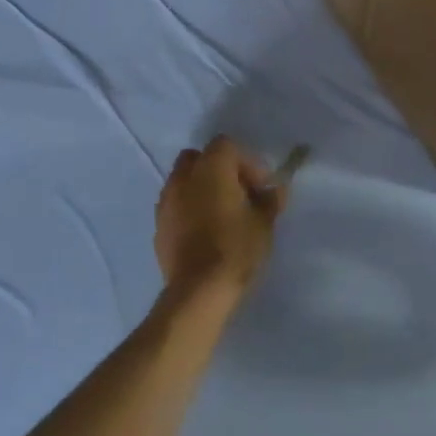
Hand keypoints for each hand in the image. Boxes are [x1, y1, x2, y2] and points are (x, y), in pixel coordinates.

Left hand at [155, 136, 287, 306]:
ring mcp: (166, 201)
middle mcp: (183, 177)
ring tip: (221, 214)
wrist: (198, 290)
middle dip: (219, 169)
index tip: (260, 186)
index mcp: (211, 168)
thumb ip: (271, 200)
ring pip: (183, 181)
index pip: (227, 145)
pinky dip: (189, 209)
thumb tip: (277, 189)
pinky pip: (175, 205)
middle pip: (199, 157)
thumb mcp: (264, 223)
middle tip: (238, 193)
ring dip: (201, 189)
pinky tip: (204, 232)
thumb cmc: (236, 248)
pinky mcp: (158, 225)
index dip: (247, 162)